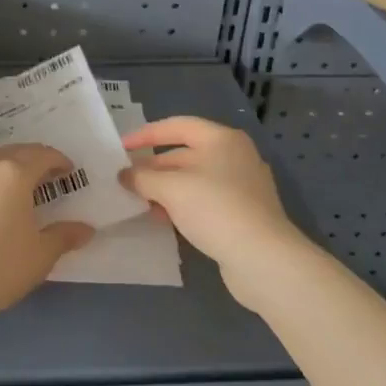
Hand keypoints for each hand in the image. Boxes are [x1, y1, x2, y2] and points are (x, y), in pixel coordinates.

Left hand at [0, 144, 94, 325]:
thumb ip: (63, 236)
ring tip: (18, 192)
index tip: (69, 171)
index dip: (59, 161)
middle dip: (33, 162)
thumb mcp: (40, 255)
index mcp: (13, 171)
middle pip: (15, 152)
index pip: (42, 154)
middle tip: (47, 180)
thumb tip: (86, 229)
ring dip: (7, 171)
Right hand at [119, 116, 308, 309]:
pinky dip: (184, 205)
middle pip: (185, 153)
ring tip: (141, 202)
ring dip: (166, 188)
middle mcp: (235, 156)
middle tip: (127, 180)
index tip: (122, 148)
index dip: (146, 134)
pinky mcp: (245, 213)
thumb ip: (143, 177)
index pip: (177, 126)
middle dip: (154, 166)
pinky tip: (166, 220)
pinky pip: (206, 200)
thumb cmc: (215, 209)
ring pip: (195, 179)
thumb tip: (124, 175)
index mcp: (222, 139)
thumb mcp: (171, 188)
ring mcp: (243, 186)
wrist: (264, 260)